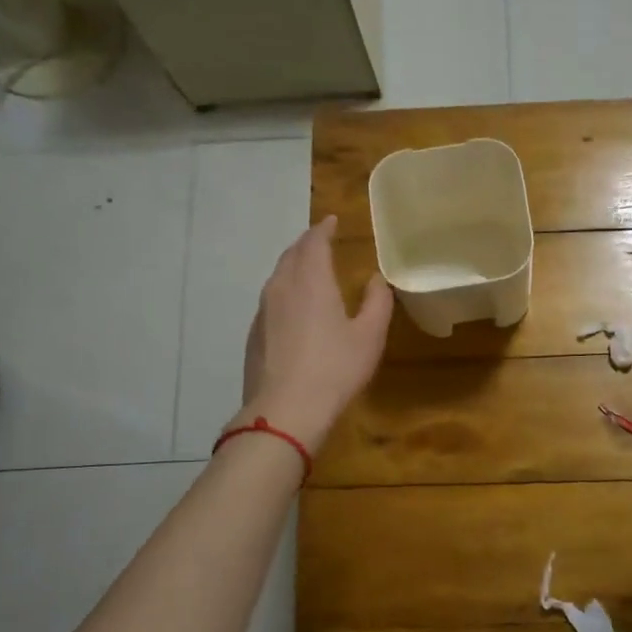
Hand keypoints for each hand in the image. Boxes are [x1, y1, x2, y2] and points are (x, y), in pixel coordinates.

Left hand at [227, 216, 392, 450]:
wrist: (285, 410)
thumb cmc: (335, 369)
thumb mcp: (369, 336)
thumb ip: (376, 303)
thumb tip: (375, 280)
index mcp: (310, 281)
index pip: (313, 242)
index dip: (323, 229)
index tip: (331, 221)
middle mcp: (281, 287)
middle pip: (291, 255)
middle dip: (306, 244)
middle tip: (321, 242)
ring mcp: (263, 311)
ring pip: (277, 277)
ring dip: (294, 267)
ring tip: (309, 270)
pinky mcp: (254, 334)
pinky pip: (271, 300)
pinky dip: (285, 292)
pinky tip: (295, 309)